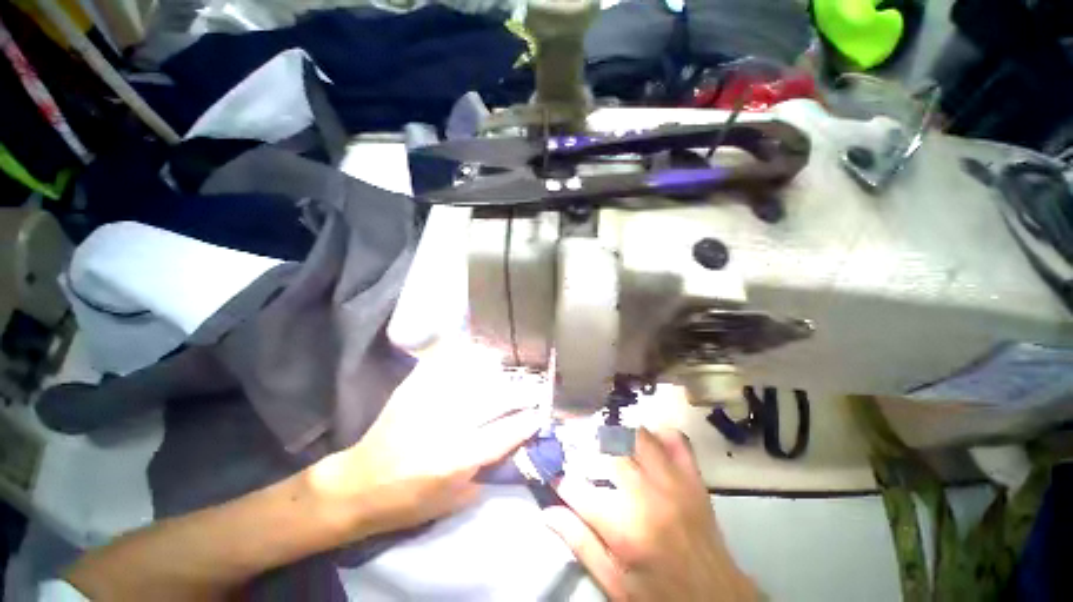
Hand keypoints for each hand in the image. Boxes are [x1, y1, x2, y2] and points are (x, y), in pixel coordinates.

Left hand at [307, 341, 542, 539]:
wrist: (358, 486)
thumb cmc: (407, 503)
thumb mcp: (453, 503)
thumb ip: (486, 475)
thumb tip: (511, 449)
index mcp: (458, 458)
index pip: (505, 433)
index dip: (528, 421)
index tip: (541, 412)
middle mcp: (448, 425)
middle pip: (495, 400)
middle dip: (520, 393)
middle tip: (534, 388)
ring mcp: (429, 402)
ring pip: (475, 376)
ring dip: (498, 370)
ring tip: (512, 366)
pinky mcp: (413, 390)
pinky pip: (443, 363)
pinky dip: (462, 353)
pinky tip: (475, 348)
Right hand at [543, 428, 756, 601]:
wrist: (716, 601)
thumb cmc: (659, 595)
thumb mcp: (614, 583)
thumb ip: (580, 544)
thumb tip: (548, 513)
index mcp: (624, 528)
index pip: (578, 489)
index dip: (562, 481)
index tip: (556, 478)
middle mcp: (647, 495)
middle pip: (608, 452)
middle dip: (587, 449)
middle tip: (581, 456)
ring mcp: (673, 482)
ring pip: (638, 437)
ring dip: (619, 437)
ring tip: (608, 446)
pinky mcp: (692, 478)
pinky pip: (676, 440)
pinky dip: (658, 435)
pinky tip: (646, 443)